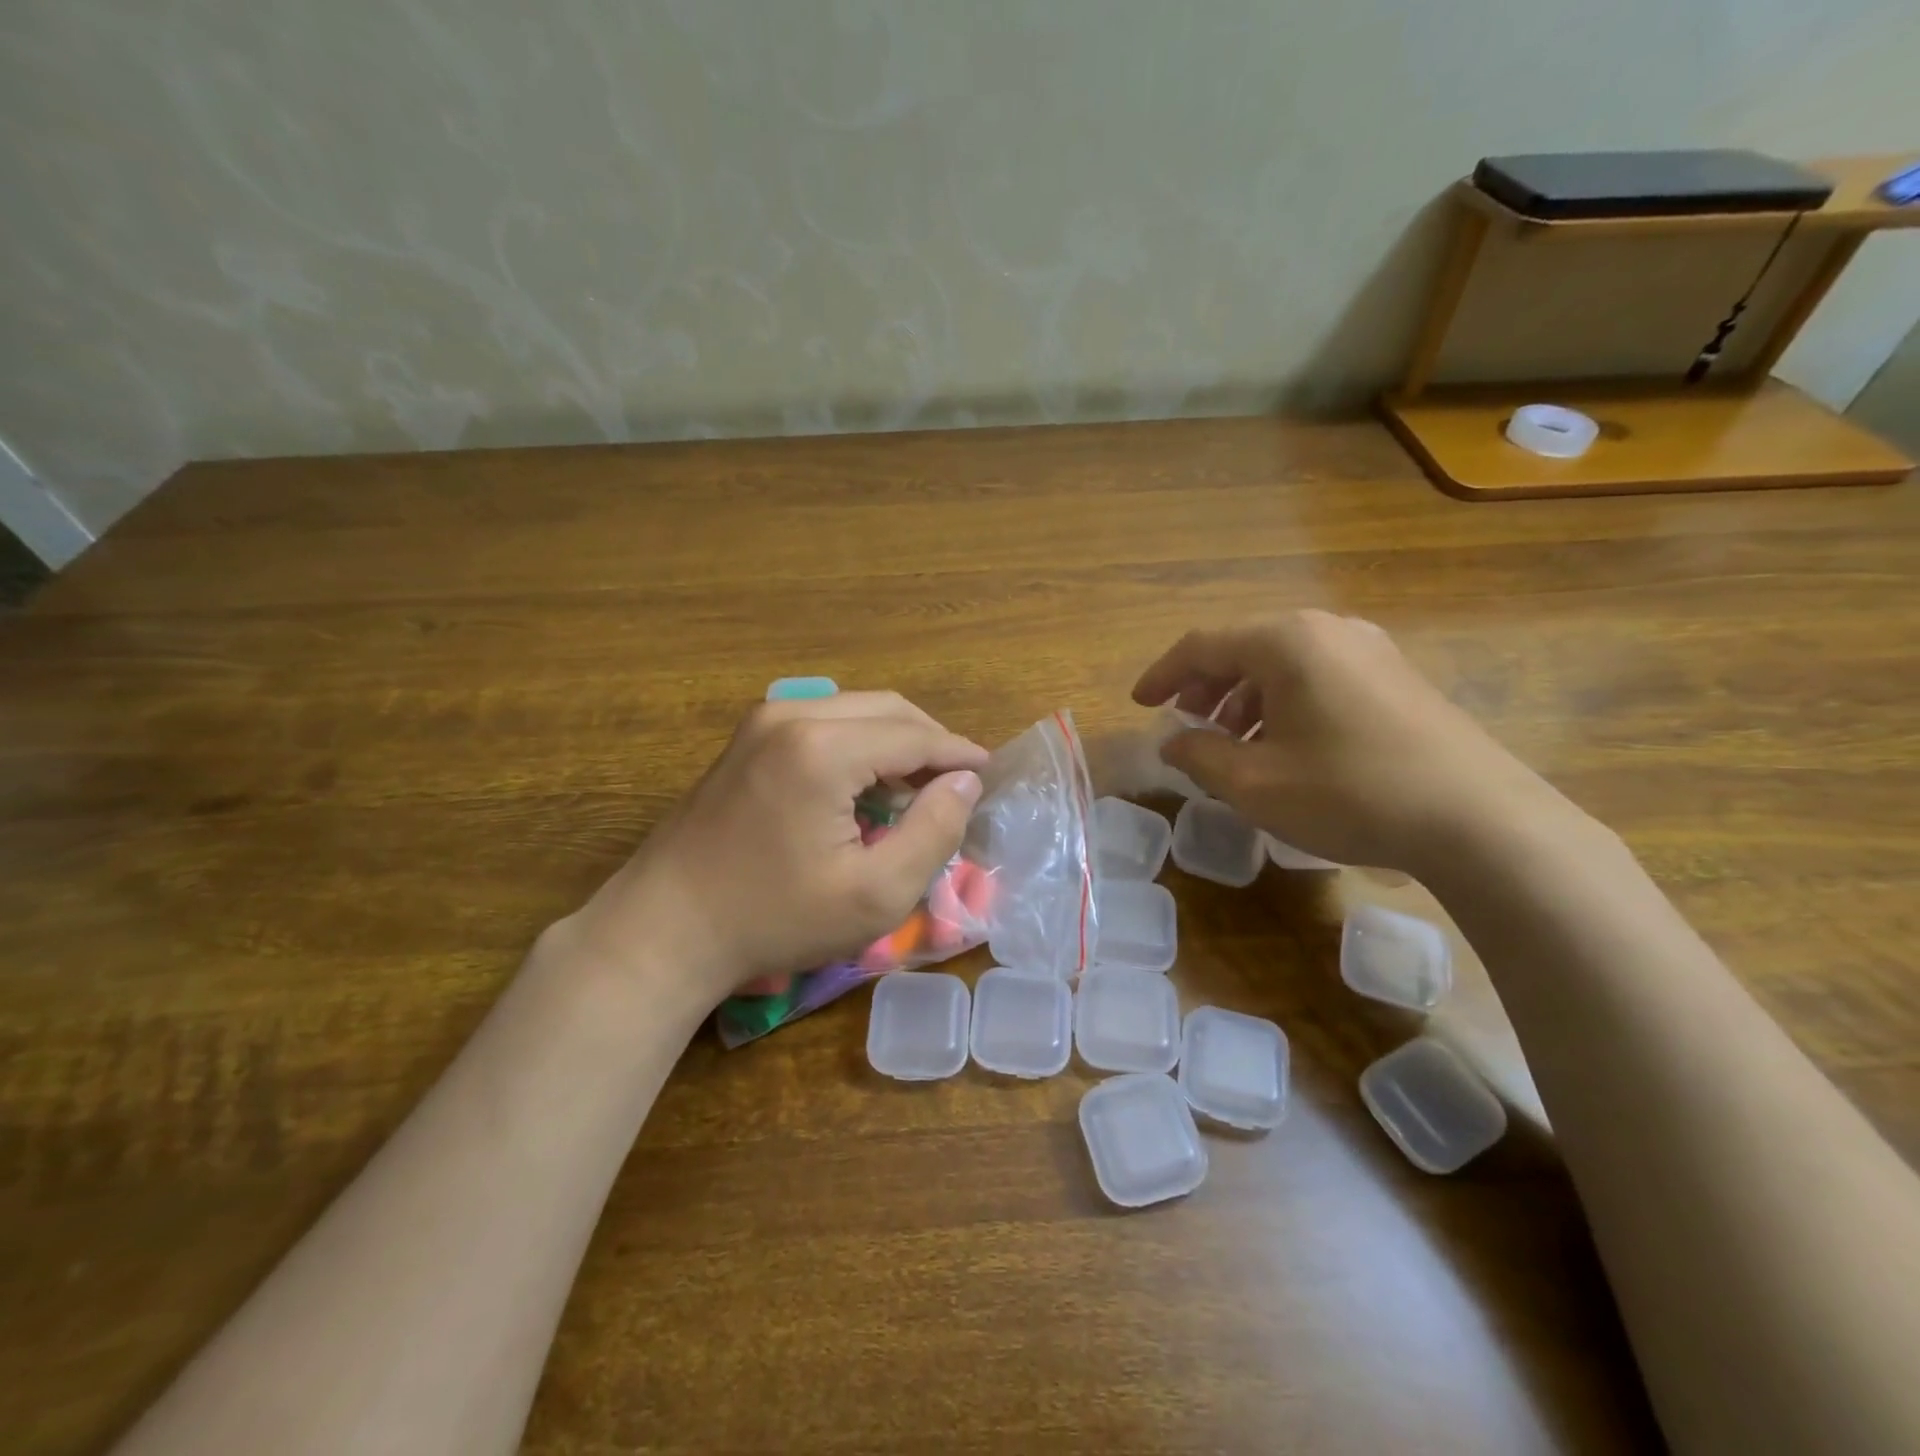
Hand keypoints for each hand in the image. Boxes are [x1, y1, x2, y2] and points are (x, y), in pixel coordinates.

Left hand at [560, 693, 987, 1006]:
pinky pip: (825, 721)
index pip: (915, 736)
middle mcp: (792, 714)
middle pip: (888, 710)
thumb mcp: (874, 894)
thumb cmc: (774, 919)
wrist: (665, 928)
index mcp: (823, 747)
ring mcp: (762, 721)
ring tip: (919, 786)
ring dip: (897, 740)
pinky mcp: (747, 738)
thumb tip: (965, 783)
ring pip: (857, 710)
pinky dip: (861, 743)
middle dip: (931, 741)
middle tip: (958, 783)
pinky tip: (868, 783)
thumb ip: (933, 832)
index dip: (960, 754)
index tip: (990, 774)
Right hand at [1132, 611, 1563, 873]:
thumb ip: (1199, 756)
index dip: (1163, 675)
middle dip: (1206, 687)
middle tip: (1185, 724)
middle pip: (1244, 648)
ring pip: (1283, 663)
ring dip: (1245, 698)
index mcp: (1285, 642)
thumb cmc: (1348, 792)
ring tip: (1233, 743)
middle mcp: (1327, 630)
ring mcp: (1370, 650)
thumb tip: (1172, 742)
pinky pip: (1319, 677)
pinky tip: (1285, 746)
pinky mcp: (1397, 678)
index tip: (1139, 705)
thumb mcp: (1254, 783)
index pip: (1203, 646)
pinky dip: (1284, 703)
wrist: (1477, 819)